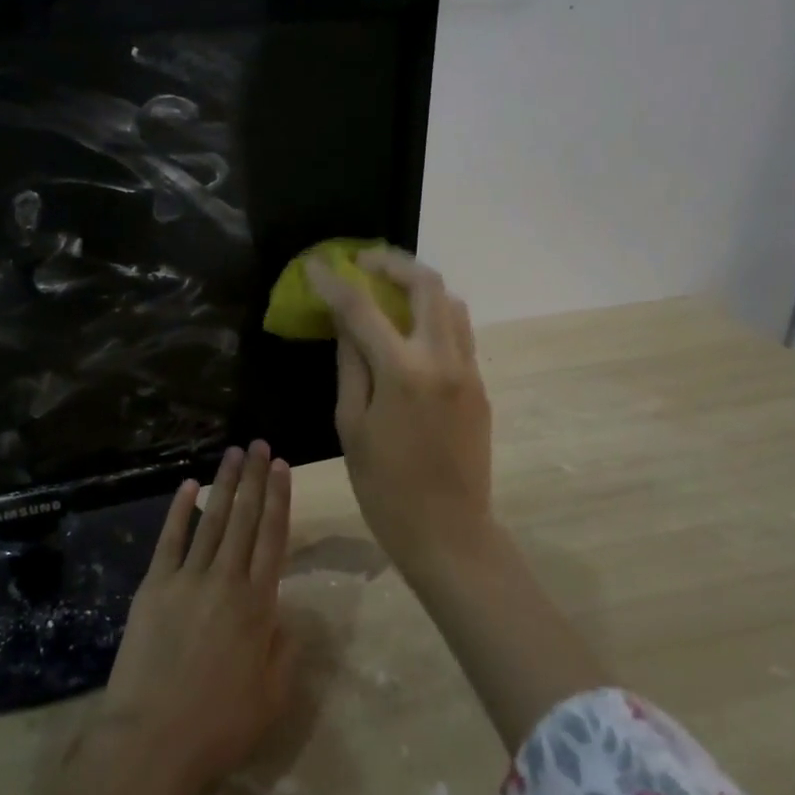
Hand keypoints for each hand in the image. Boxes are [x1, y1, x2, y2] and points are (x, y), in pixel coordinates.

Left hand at [97, 442, 297, 794]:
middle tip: (259, 445)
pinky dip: (180, 511)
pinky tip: (188, 486)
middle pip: (245, 519)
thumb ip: (286, 650)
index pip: (273, 537)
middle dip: (254, 478)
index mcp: (259, 605)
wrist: (152, 740)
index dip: (279, 498)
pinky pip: (170, 539)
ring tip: (233, 453)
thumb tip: (288, 613)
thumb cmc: (219, 727)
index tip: (282, 466)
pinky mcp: (154, 586)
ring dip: (224, 484)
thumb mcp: (272, 697)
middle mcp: (227, 581)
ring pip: (212, 520)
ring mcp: (187, 579)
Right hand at [307, 249, 493, 573]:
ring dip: (418, 285)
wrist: (449, 532)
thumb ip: (350, 365)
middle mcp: (442, 359)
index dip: (334, 282)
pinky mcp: (480, 385)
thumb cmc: (384, 487)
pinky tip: (408, 329)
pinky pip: (458, 332)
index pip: (362, 308)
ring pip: (451, 303)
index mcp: (402, 372)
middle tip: (362, 262)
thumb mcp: (351, 425)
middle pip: (426, 284)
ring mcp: (468, 370)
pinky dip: (433, 315)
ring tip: (387, 289)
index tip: (314, 264)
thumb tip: (345, 324)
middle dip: (391, 263)